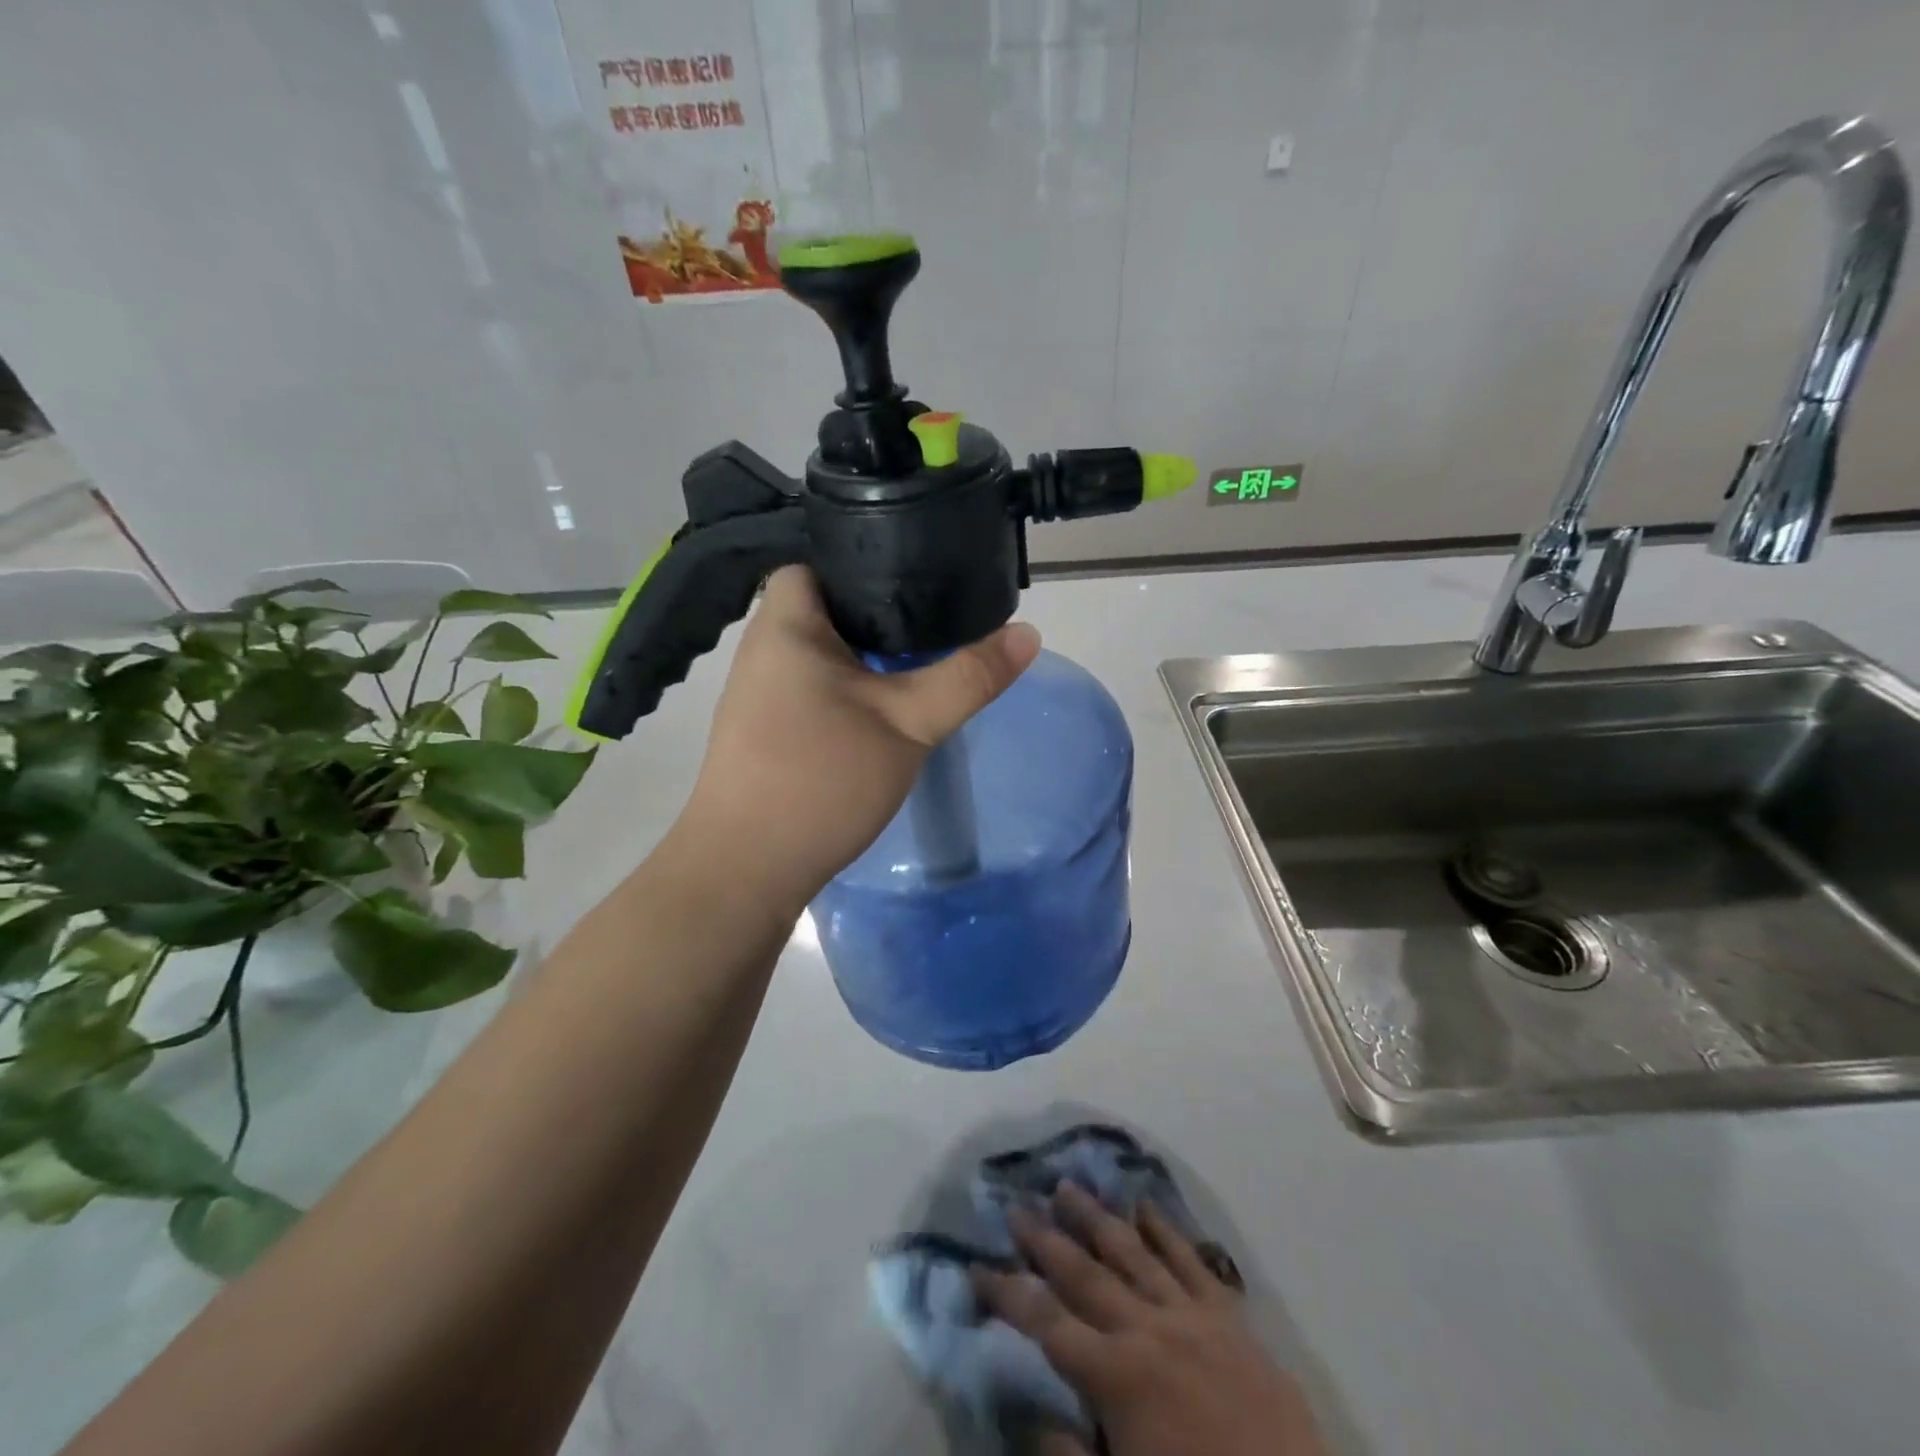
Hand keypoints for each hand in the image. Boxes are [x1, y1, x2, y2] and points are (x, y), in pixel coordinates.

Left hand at [682, 566, 1039, 913]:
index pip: (820, 562)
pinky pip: (815, 690)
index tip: (920, 579)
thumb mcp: (908, 724)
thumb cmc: (820, 779)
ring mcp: (759, 694)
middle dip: (881, 614)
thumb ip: (967, 677)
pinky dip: (850, 690)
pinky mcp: (766, 732)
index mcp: (785, 626)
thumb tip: (1028, 633)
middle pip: (827, 608)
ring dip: (867, 658)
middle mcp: (763, 651)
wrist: (746, 871)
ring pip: (824, 654)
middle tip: (938, 622)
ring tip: (921, 660)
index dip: (867, 560)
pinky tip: (885, 711)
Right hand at [977, 1183, 1325, 1455]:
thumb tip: (1027, 1410)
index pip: (1045, 1322)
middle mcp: (1147, 1330)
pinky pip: (1191, 1261)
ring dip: (1096, 1218)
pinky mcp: (1230, 1319)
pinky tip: (1145, 1206)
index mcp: (1117, 1377)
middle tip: (1015, 1205)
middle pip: (1083, 1272)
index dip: (1006, 1293)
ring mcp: (1191, 1316)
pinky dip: (1165, 1230)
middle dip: (1044, 1239)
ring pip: (1131, 1252)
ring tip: (1067, 1185)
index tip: (975, 1267)